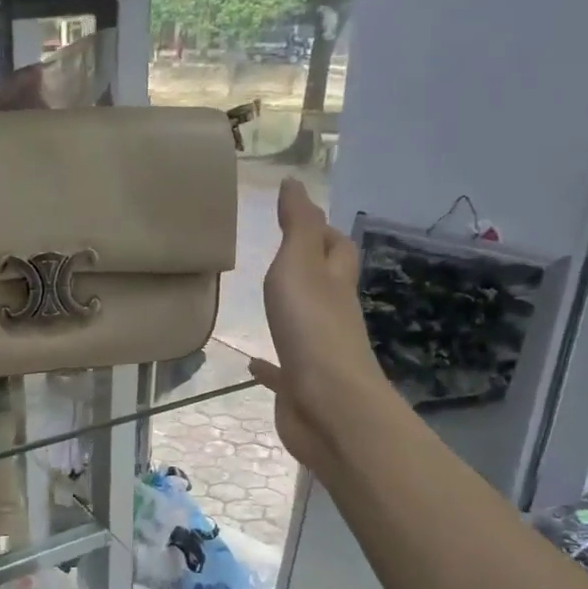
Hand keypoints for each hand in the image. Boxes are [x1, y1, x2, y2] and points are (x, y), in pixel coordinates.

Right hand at [249, 179, 389, 471]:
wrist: (327, 406)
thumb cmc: (312, 329)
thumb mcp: (300, 264)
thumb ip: (297, 226)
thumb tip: (295, 182)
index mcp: (334, 284)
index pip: (336, 247)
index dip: (321, 230)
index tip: (296, 217)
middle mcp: (331, 316)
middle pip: (326, 285)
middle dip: (310, 269)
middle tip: (278, 258)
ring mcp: (317, 354)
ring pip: (305, 325)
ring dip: (291, 313)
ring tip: (265, 304)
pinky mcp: (300, 386)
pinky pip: (282, 370)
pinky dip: (269, 365)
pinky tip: (252, 364)